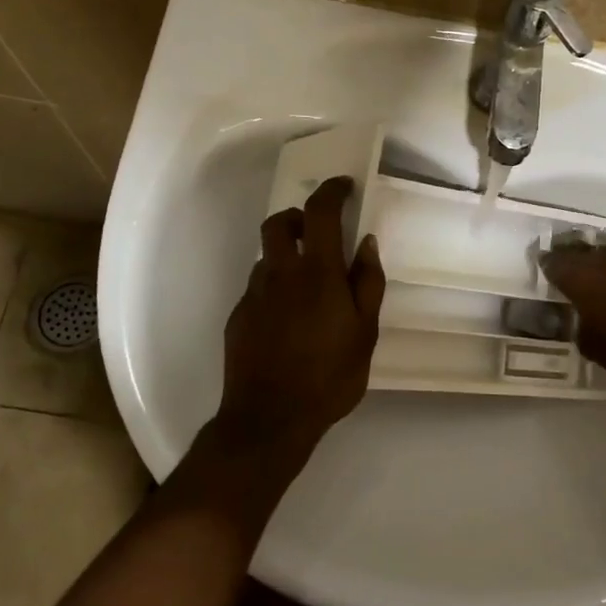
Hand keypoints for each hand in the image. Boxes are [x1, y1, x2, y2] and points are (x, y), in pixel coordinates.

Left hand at [217, 176, 385, 461]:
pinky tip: (288, 320)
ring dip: (286, 256)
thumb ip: (367, 282)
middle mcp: (279, 274)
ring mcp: (254, 295)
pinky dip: (274, 288)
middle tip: (317, 232)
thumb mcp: (365, 332)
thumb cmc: (329, 376)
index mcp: (316, 272)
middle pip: (279, 223)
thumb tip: (366, 241)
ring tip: (307, 287)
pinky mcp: (238, 317)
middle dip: (298, 216)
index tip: (343, 186)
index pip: (319, 211)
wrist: (269, 419)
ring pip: (267, 257)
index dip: (331, 191)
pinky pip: (258, 288)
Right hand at [540, 241, 605, 380]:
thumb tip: (579, 321)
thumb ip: (579, 328)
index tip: (542, 269)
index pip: (553, 262)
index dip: (546, 265)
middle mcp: (602, 259)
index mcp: (579, 277)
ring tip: (594, 273)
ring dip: (596, 260)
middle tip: (564, 267)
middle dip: (569, 257)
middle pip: (578, 250)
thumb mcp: (593, 347)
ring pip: (604, 252)